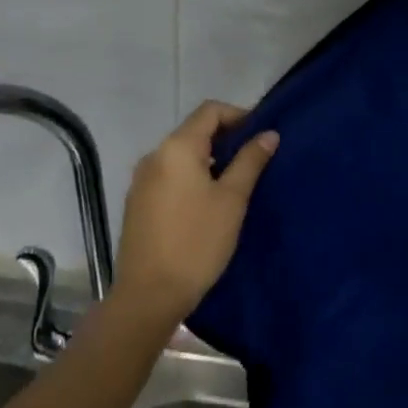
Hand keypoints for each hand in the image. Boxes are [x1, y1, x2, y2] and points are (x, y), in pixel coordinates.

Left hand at [114, 101, 278, 324]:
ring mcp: (141, 181)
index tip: (261, 136)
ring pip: (182, 155)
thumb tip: (269, 133)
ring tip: (235, 183)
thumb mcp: (232, 199)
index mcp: (176, 148)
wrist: (148, 297)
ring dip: (209, 159)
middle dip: (226, 138)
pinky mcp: (138, 203)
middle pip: (194, 130)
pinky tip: (207, 203)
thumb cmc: (196, 242)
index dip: (239, 115)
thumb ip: (250, 161)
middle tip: (254, 160)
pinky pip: (170, 175)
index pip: (210, 111)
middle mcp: (154, 156)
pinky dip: (192, 176)